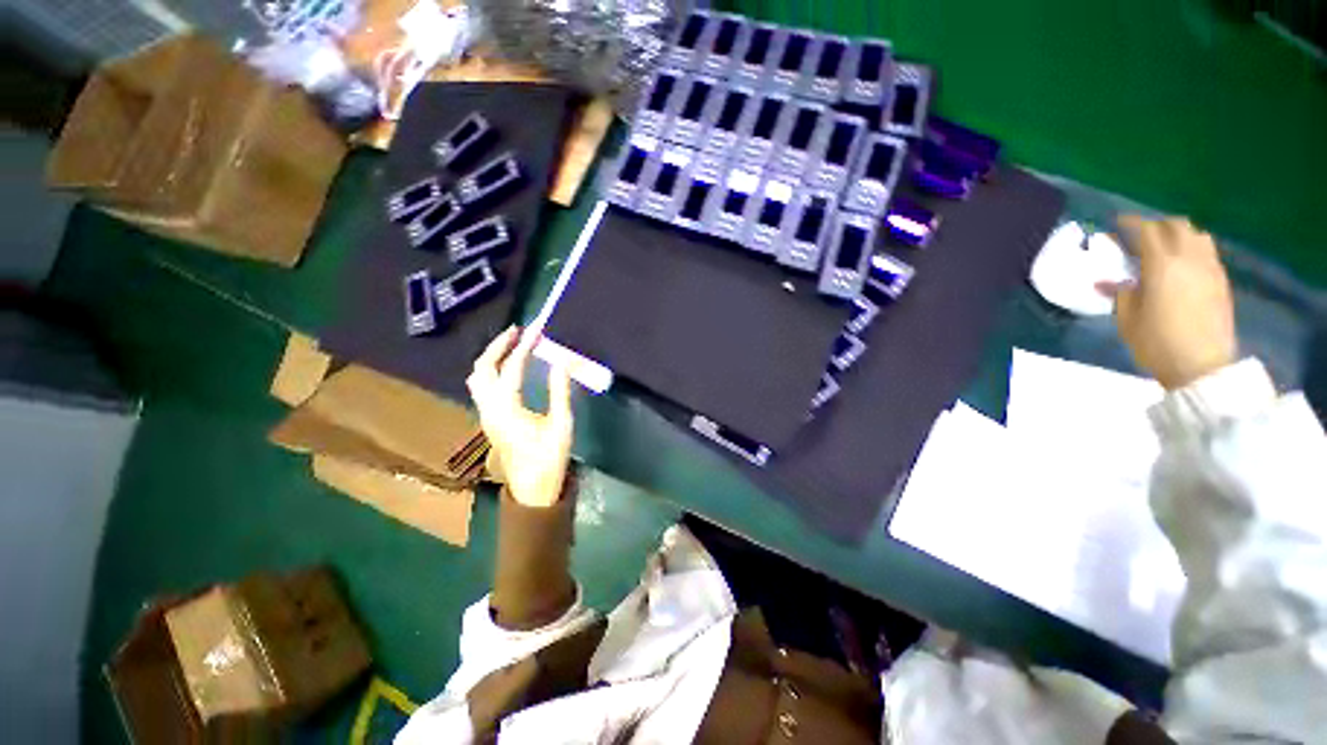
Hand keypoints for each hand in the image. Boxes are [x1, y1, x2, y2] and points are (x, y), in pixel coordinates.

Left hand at [466, 327, 573, 507]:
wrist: (532, 488)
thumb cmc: (549, 457)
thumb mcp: (561, 424)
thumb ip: (559, 391)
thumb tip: (562, 362)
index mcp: (507, 409)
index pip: (512, 368)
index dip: (524, 346)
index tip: (536, 330)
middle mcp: (489, 408)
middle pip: (482, 368)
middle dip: (498, 346)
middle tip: (518, 331)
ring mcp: (485, 415)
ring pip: (477, 378)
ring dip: (491, 357)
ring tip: (511, 344)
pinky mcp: (489, 419)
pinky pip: (481, 387)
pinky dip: (490, 369)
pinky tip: (506, 368)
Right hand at [1101, 216, 1236, 389]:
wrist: (1202, 366)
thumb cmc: (1157, 342)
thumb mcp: (1128, 319)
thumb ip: (1120, 293)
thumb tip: (1108, 281)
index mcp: (1163, 265)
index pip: (1147, 231)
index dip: (1131, 223)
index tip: (1117, 223)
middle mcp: (1190, 258)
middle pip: (1176, 225)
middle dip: (1156, 225)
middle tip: (1140, 235)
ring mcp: (1210, 268)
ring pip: (1196, 235)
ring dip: (1178, 234)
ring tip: (1163, 246)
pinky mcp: (1220, 281)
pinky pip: (1206, 251)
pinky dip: (1191, 248)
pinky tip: (1181, 263)